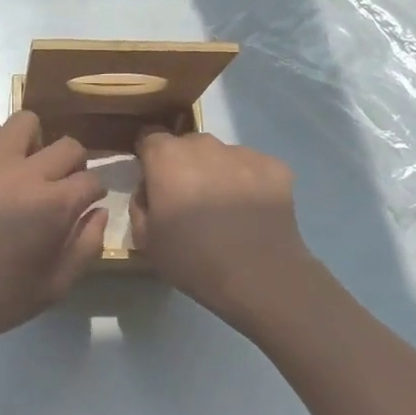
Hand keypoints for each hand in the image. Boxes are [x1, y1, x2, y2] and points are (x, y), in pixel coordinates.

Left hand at [0, 111, 107, 356]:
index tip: (84, 205)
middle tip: (59, 187)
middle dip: (73, 166)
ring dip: (34, 144)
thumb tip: (99, 212)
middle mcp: (27, 172)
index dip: (93, 194)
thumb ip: (85, 247)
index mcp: (55, 205)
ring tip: (24, 170)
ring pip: (26, 123)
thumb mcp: (53, 287)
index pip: (92, 180)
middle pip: (68, 146)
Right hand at [130, 129, 310, 326]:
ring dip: (217, 173)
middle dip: (184, 165)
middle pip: (187, 145)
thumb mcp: (145, 239)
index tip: (153, 182)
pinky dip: (249, 182)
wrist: (258, 276)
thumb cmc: (192, 258)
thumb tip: (149, 189)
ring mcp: (243, 153)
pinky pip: (253, 168)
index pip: (149, 138)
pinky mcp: (275, 167)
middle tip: (189, 200)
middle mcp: (204, 145)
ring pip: (222, 156)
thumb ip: (140, 204)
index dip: (149, 158)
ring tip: (225, 209)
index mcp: (167, 157)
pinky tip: (251, 212)